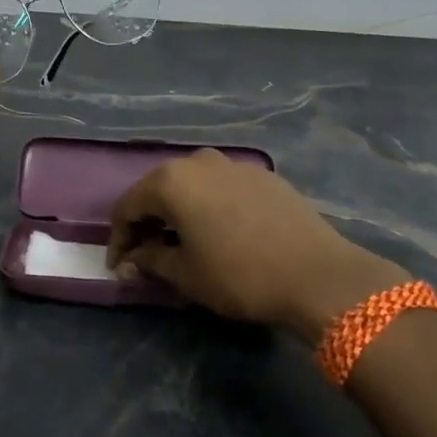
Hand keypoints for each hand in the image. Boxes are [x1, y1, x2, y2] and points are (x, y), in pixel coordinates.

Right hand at [105, 149, 409, 340]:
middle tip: (144, 254)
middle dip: (147, 222)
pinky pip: (221, 188)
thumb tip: (132, 260)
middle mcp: (199, 161)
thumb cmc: (240, 275)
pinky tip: (217, 232)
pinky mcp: (263, 176)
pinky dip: (208, 206)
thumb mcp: (186, 275)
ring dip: (178, 212)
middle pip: (159, 189)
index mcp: (172, 180)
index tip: (118, 267)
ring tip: (180, 243)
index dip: (118, 239)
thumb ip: (151, 261)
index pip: (128, 206)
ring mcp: (234, 164)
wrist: (318, 275)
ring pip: (192, 185)